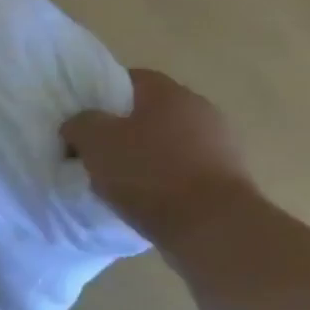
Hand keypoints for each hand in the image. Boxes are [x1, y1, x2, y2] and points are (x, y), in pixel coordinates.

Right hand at [60, 69, 256, 243]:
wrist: (213, 229)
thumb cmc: (149, 174)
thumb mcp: (95, 141)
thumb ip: (80, 123)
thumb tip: (79, 125)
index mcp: (168, 92)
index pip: (128, 79)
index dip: (100, 97)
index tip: (83, 121)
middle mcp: (200, 110)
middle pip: (150, 113)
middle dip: (123, 130)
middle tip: (97, 152)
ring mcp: (221, 146)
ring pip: (169, 143)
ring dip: (147, 157)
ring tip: (120, 183)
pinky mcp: (231, 180)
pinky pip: (186, 172)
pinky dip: (166, 182)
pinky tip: (148, 201)